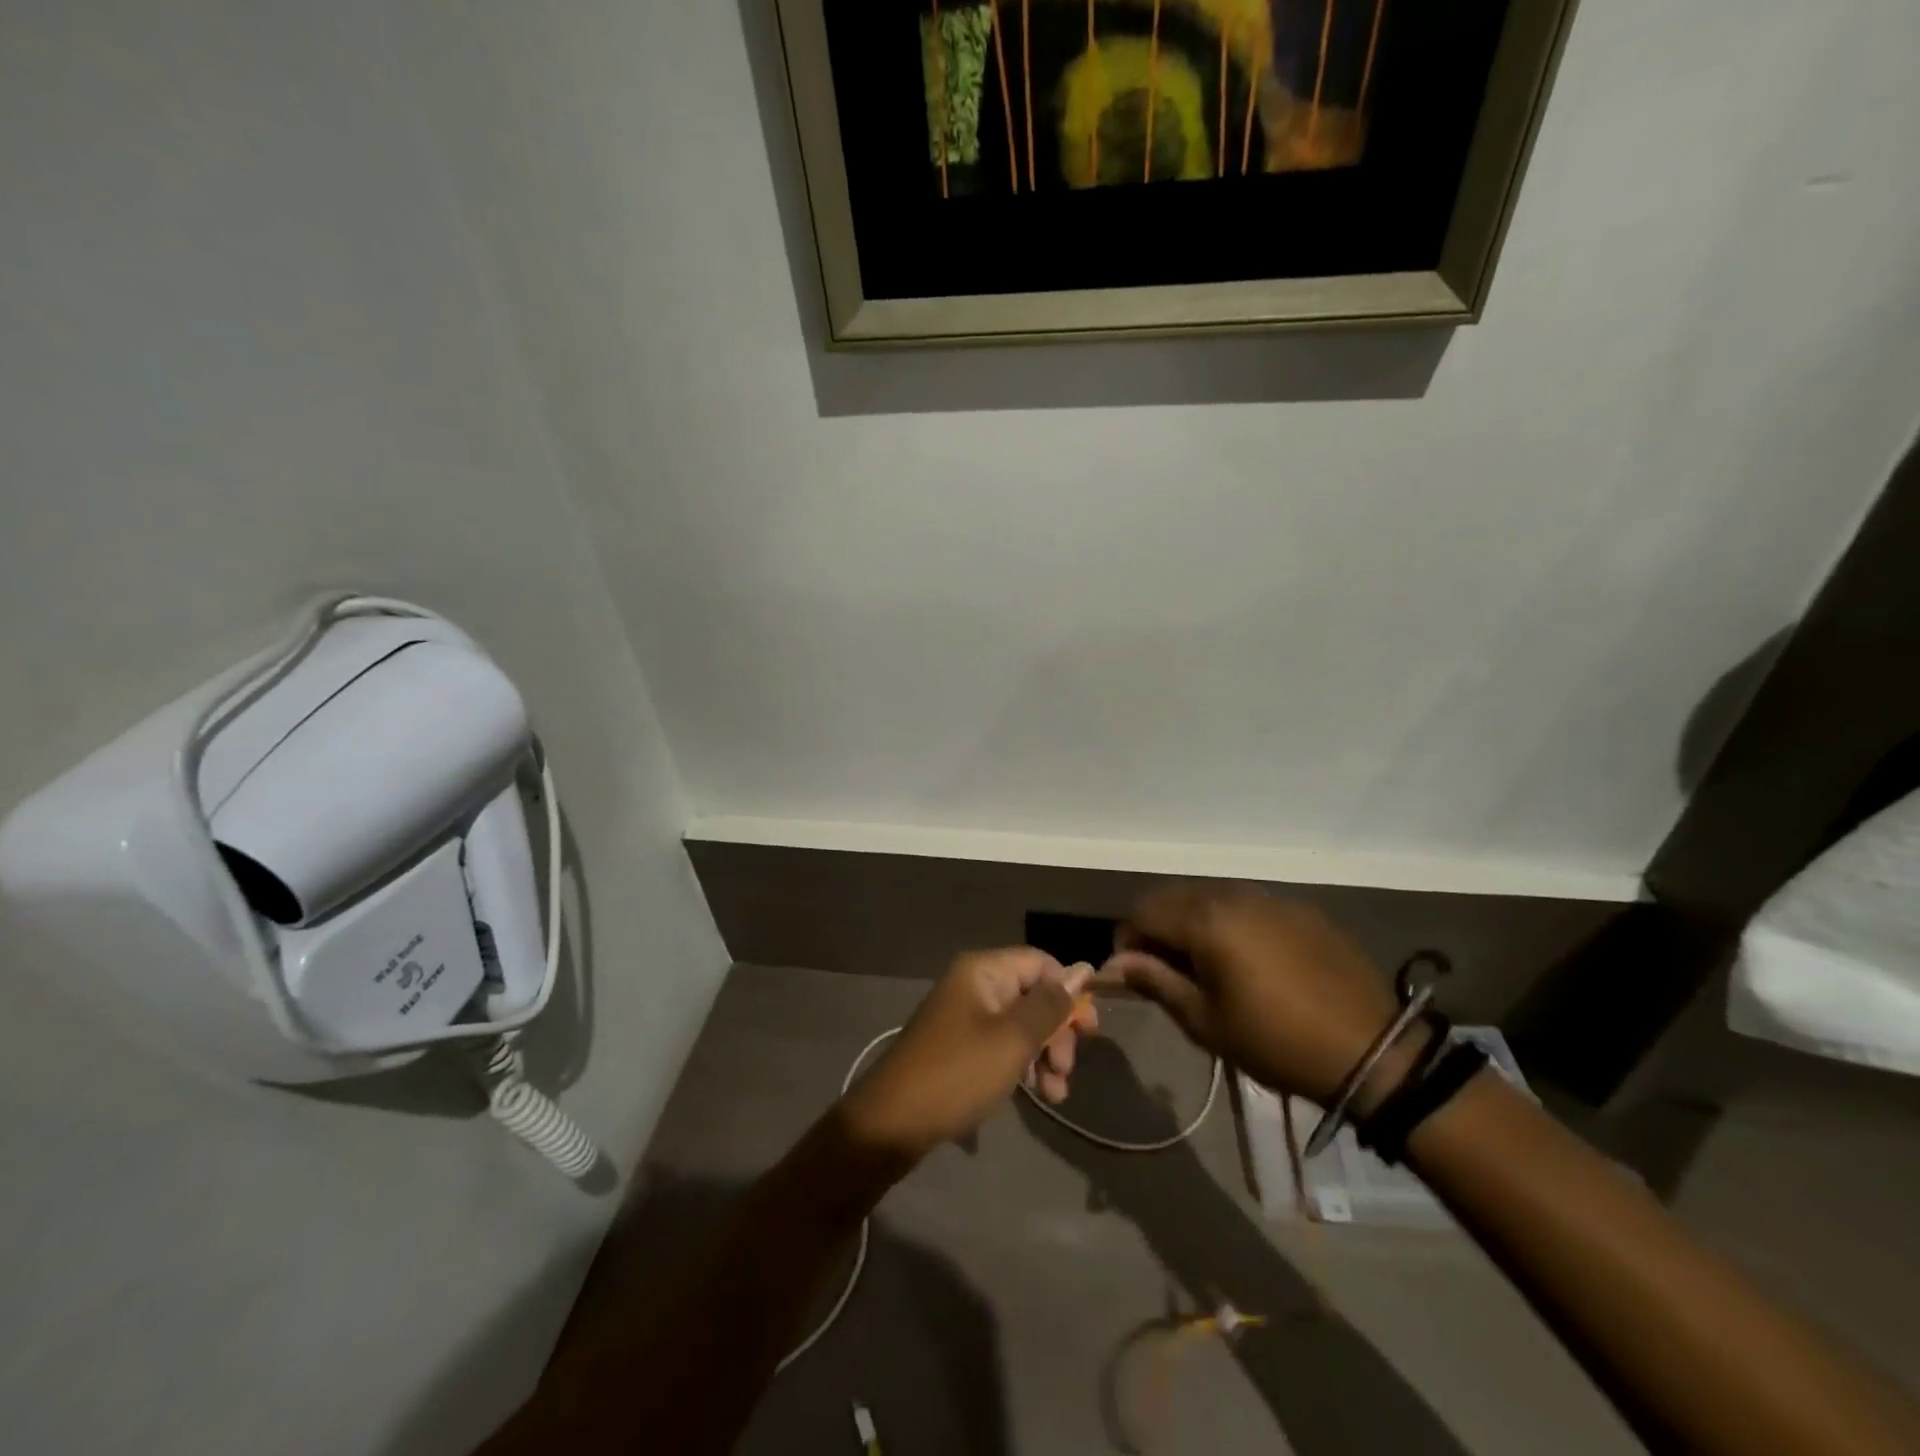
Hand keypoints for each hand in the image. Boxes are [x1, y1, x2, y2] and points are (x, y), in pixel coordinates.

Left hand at [840, 949, 1098, 1161]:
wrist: (892, 1122)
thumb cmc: (957, 1073)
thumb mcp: (1012, 1039)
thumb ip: (1050, 1005)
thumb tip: (1083, 969)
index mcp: (983, 971)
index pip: (1041, 963)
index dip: (1069, 993)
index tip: (1089, 1032)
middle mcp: (974, 985)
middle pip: (1033, 994)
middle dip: (1058, 1031)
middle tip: (1067, 1069)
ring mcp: (965, 1016)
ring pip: (1021, 1024)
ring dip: (1045, 1054)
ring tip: (1056, 1093)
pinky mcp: (960, 1047)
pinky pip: (1002, 1045)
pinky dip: (1023, 1065)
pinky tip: (1039, 1095)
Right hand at [1103, 884, 1398, 1103]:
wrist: (1372, 1050)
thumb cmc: (1276, 1041)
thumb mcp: (1206, 1021)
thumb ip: (1156, 982)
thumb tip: (1115, 964)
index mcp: (1205, 919)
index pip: (1142, 910)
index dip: (1128, 939)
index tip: (1134, 973)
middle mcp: (1233, 895)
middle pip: (1174, 896)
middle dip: (1158, 927)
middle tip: (1167, 970)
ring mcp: (1271, 898)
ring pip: (1210, 896)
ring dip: (1194, 922)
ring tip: (1207, 965)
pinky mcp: (1301, 909)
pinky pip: (1248, 904)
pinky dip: (1231, 923)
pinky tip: (1250, 960)